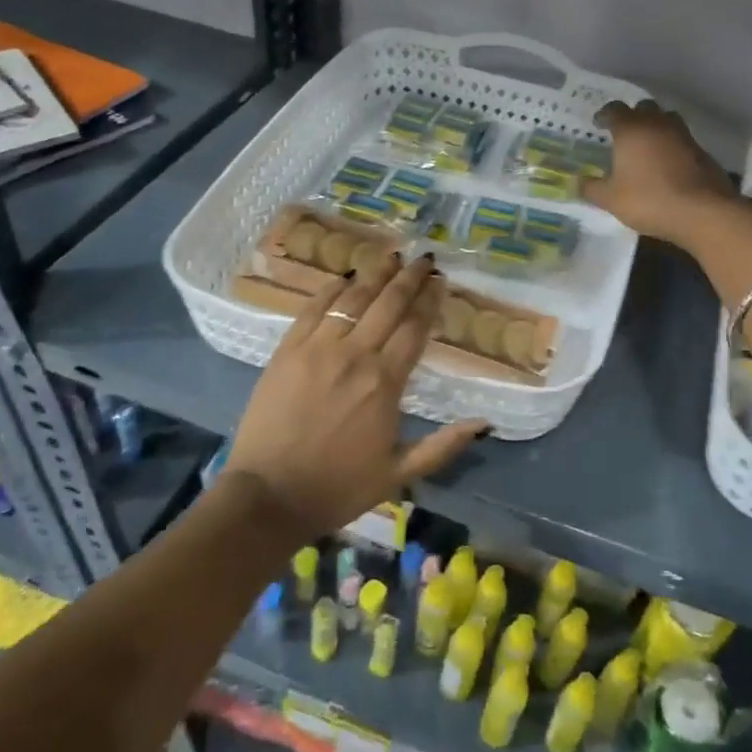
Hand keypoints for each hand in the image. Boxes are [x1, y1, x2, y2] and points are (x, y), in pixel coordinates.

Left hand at [224, 252, 487, 536]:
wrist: (268, 496)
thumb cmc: (337, 487)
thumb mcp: (398, 474)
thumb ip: (443, 446)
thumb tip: (484, 423)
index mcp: (386, 383)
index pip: (415, 328)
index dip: (430, 301)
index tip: (440, 282)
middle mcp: (355, 355)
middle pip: (389, 303)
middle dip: (410, 277)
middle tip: (424, 258)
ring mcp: (318, 348)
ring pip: (353, 298)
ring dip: (375, 273)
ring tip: (391, 255)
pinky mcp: (287, 350)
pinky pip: (314, 308)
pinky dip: (332, 289)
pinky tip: (345, 277)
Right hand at [585, 99, 738, 247]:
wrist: (702, 211)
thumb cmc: (649, 200)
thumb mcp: (611, 200)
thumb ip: (592, 188)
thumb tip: (577, 181)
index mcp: (632, 129)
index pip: (614, 109)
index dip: (604, 115)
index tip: (598, 123)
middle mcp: (657, 123)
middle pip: (644, 108)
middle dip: (632, 116)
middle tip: (623, 132)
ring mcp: (683, 135)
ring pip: (666, 119)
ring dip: (655, 126)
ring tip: (646, 145)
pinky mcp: (701, 150)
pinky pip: (681, 139)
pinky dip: (671, 144)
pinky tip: (667, 163)